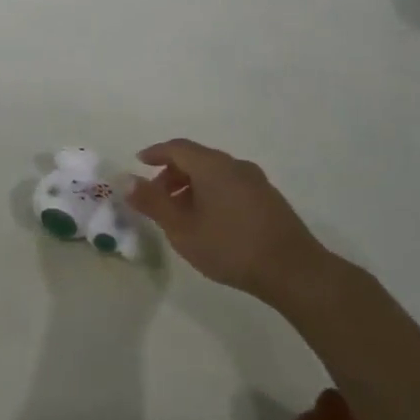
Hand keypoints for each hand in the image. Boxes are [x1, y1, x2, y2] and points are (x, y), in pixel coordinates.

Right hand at [127, 138, 333, 311]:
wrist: (294, 271)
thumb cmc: (230, 247)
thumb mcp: (182, 229)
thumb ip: (152, 203)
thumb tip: (125, 180)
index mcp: (212, 166)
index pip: (177, 148)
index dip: (155, 153)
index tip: (139, 163)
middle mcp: (235, 165)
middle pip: (196, 159)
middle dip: (172, 173)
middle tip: (157, 196)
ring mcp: (256, 182)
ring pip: (215, 173)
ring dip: (192, 185)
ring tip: (181, 213)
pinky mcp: (270, 199)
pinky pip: (231, 185)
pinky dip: (212, 193)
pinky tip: (210, 220)